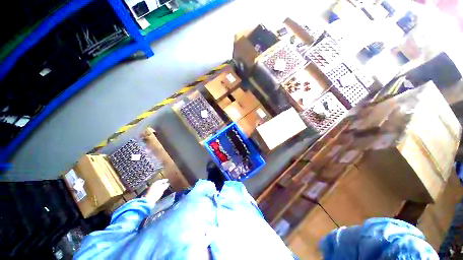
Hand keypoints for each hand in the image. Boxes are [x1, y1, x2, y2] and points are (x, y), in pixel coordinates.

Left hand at [145, 179, 169, 205]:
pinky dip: (158, 188)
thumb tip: (167, 184)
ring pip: (156, 186)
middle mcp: (152, 185)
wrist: (148, 201)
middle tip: (166, 182)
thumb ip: (165, 186)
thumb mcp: (161, 189)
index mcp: (155, 183)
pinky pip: (155, 188)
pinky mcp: (149, 193)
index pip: (161, 180)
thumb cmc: (155, 194)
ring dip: (160, 185)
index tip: (167, 180)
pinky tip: (159, 190)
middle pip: (158, 182)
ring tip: (163, 186)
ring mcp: (150, 189)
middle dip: (162, 182)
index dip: (164, 180)